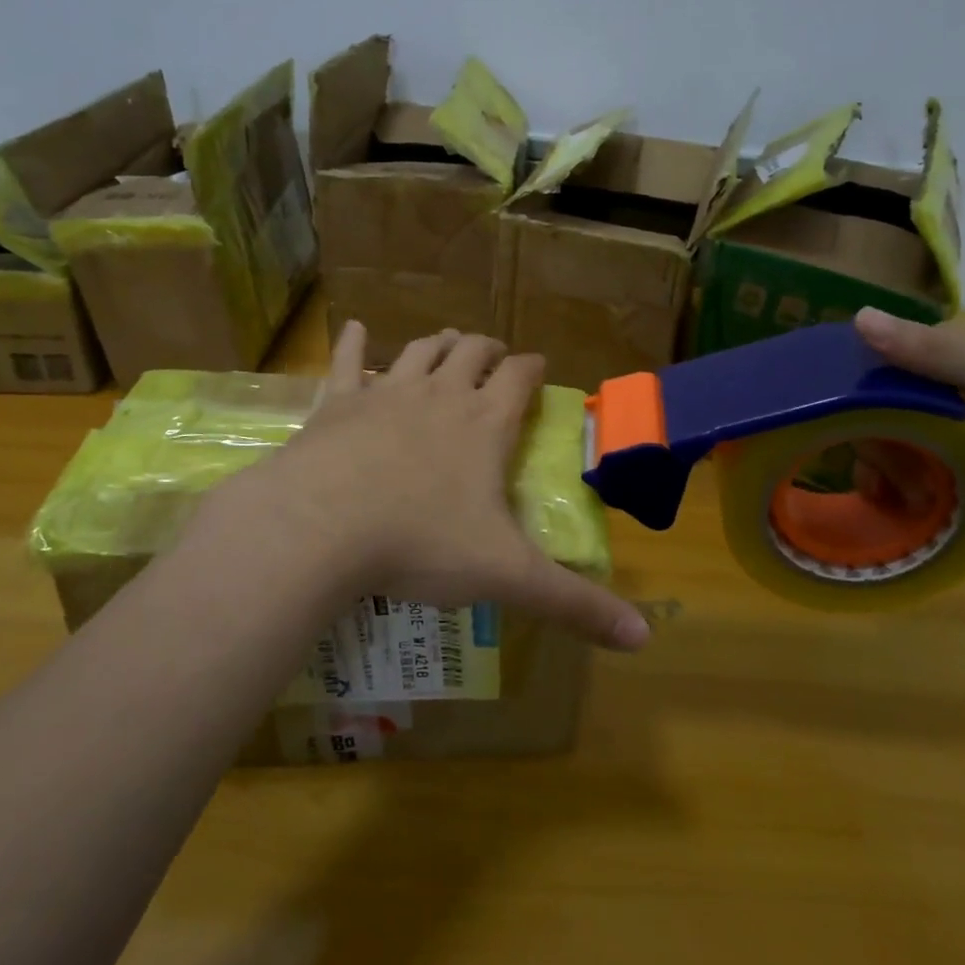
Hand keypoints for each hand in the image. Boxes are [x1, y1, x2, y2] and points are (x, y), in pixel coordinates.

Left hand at [252, 322, 650, 650]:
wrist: (321, 527)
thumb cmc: (420, 544)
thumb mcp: (506, 576)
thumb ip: (573, 604)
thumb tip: (643, 638)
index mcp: (485, 423)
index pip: (519, 377)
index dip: (532, 367)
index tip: (538, 366)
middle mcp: (440, 394)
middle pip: (471, 352)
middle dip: (488, 349)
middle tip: (494, 356)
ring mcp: (386, 392)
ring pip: (420, 351)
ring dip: (438, 343)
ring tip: (447, 342)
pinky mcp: (338, 403)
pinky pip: (347, 360)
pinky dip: (353, 341)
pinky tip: (356, 327)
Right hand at [852, 308, 964, 567]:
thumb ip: (936, 353)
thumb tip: (859, 317)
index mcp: (953, 365)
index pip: (880, 357)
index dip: (855, 378)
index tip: (839, 408)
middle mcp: (939, 399)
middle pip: (872, 407)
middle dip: (870, 437)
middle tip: (886, 466)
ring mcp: (939, 443)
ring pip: (877, 445)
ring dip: (878, 469)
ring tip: (898, 495)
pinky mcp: (941, 483)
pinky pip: (892, 480)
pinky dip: (886, 492)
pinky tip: (895, 506)